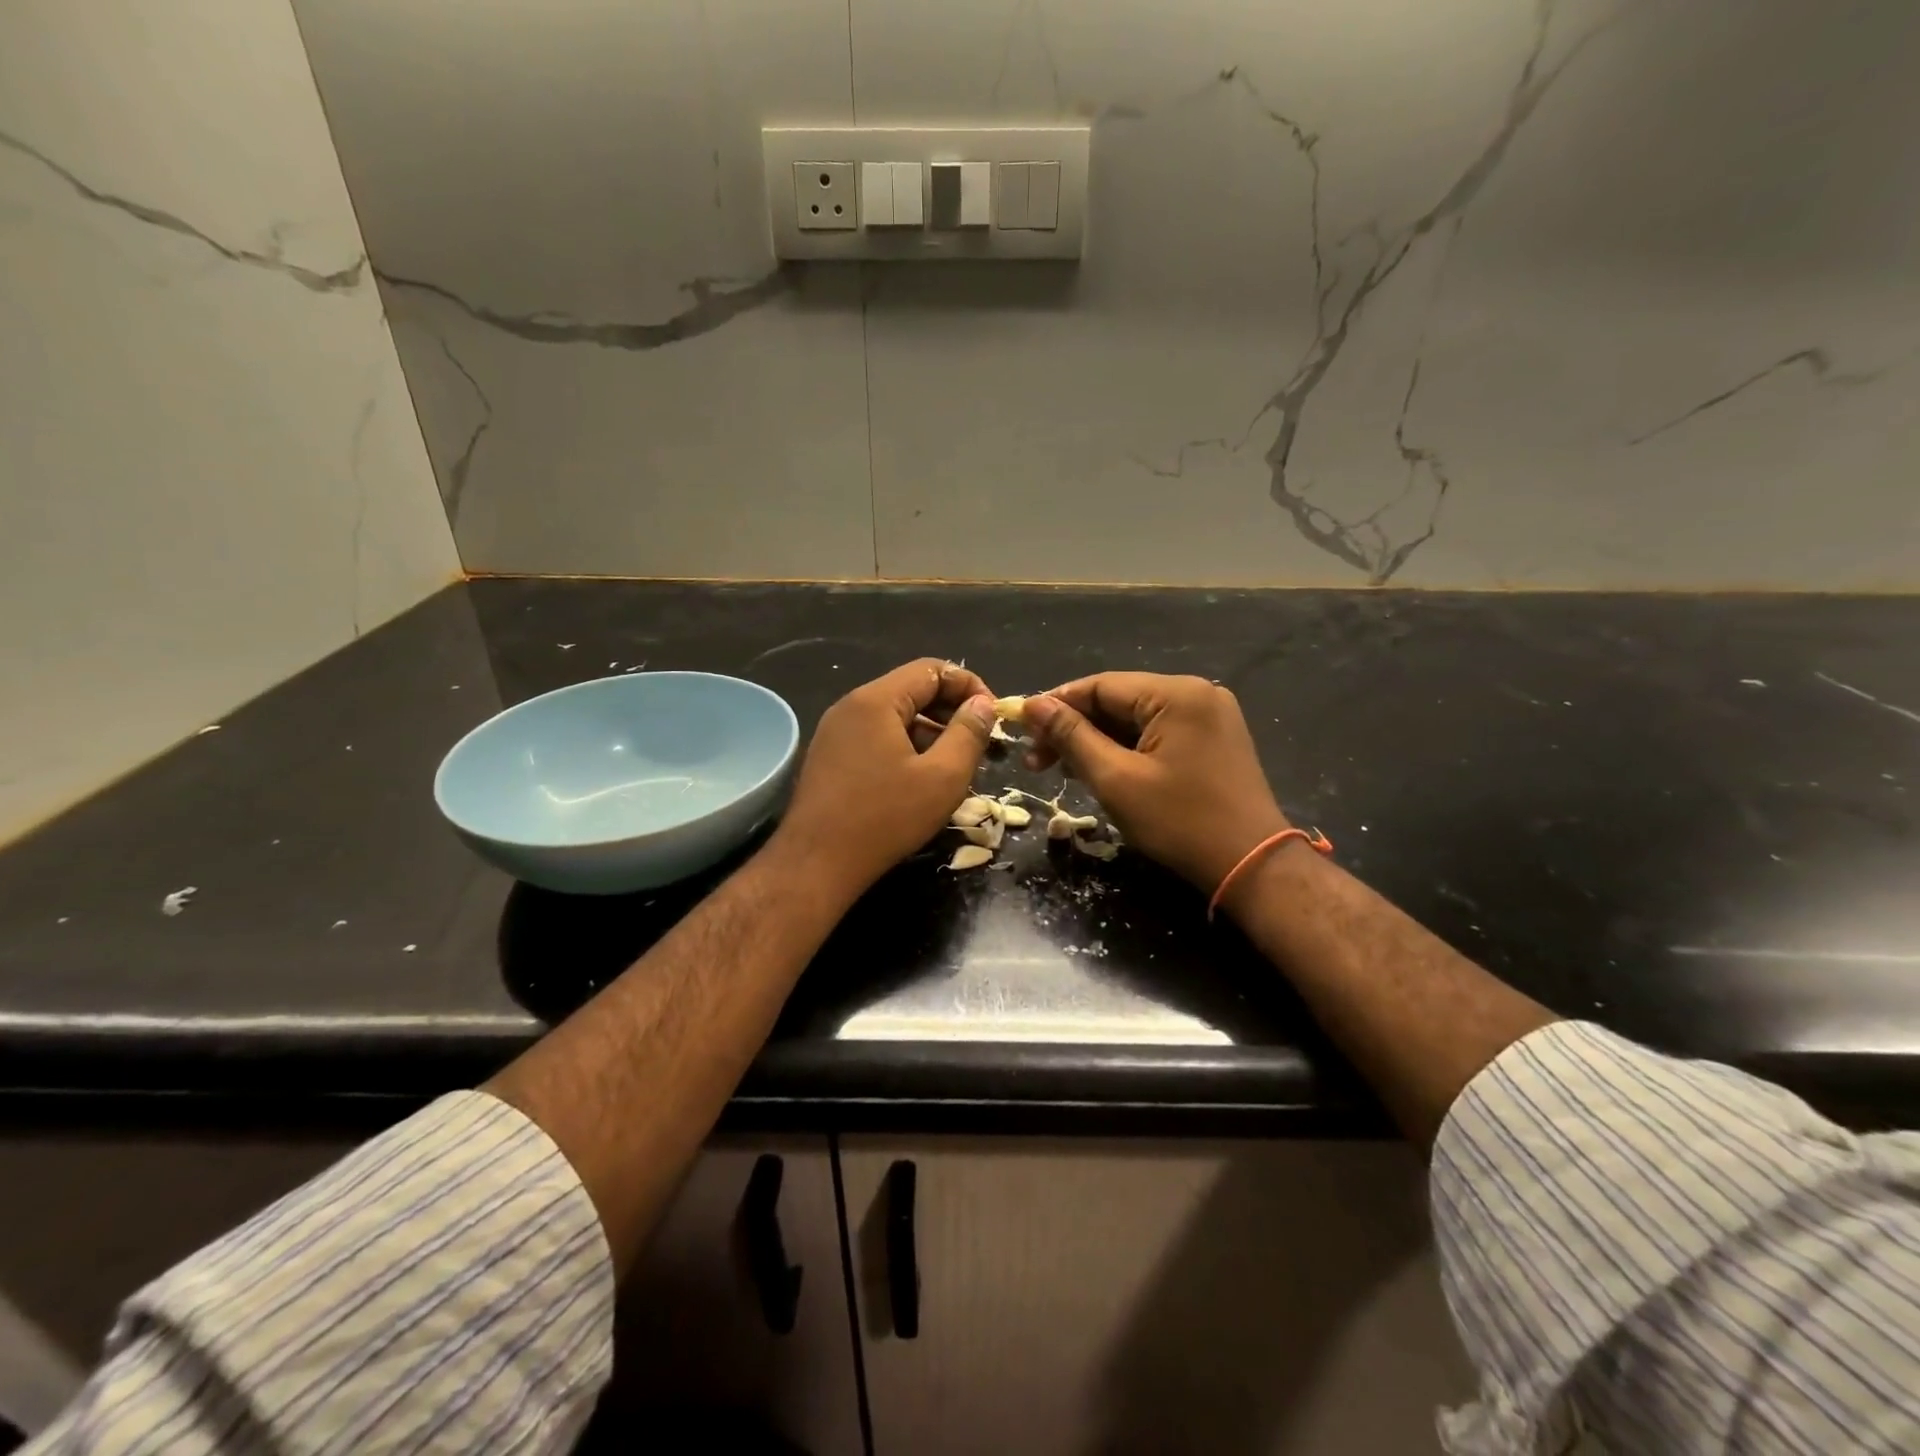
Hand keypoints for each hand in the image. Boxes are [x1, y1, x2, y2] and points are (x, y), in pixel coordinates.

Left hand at [771, 658, 995, 900]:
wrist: (816, 864)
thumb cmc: (885, 818)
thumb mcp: (943, 777)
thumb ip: (969, 734)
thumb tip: (983, 705)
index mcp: (876, 700)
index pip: (932, 669)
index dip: (969, 686)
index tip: (993, 716)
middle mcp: (851, 706)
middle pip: (912, 691)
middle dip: (951, 711)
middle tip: (979, 743)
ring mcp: (836, 732)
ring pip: (895, 717)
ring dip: (930, 733)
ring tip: (955, 766)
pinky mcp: (830, 757)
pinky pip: (876, 737)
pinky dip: (906, 748)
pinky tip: (921, 780)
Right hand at [1022, 673, 1289, 894]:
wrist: (1252, 866)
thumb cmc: (1179, 822)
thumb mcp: (1115, 779)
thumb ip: (1072, 737)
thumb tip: (1033, 705)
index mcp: (1177, 694)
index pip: (1101, 685)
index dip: (1056, 705)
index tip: (1021, 728)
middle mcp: (1197, 693)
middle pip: (1118, 700)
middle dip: (1075, 728)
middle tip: (1036, 760)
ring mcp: (1210, 716)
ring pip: (1136, 718)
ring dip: (1097, 741)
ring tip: (1061, 769)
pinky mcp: (1214, 739)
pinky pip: (1158, 733)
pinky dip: (1126, 749)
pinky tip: (1100, 769)